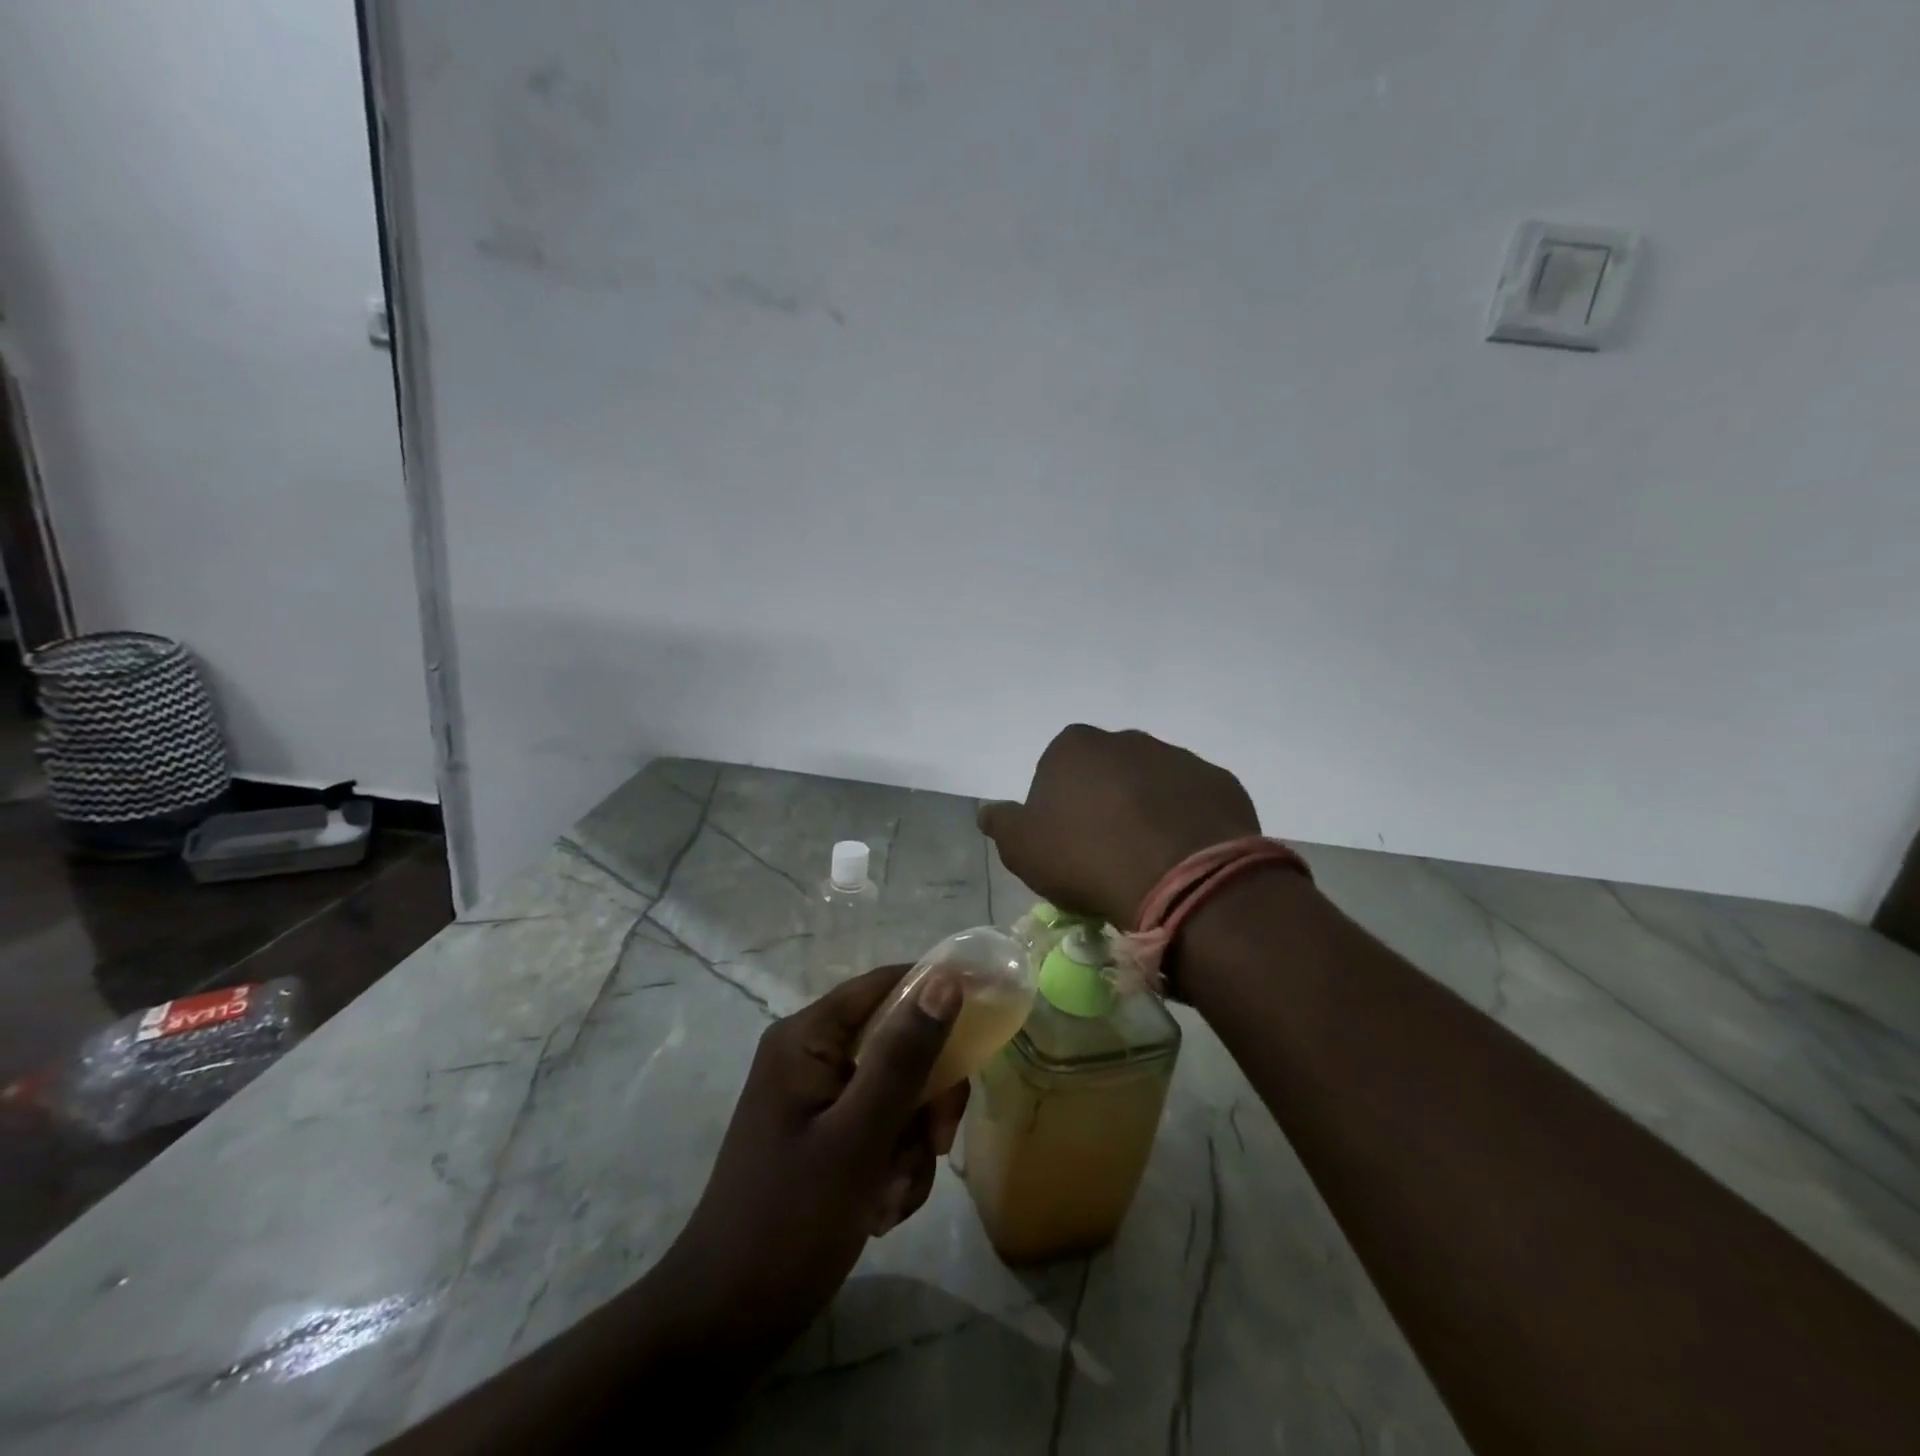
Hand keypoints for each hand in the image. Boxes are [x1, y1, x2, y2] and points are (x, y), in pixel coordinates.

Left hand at [639, 964, 968, 1367]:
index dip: (938, 997)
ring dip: (912, 1143)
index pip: (887, 985)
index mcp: (808, 1037)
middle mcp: (811, 1055)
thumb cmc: (790, 1222)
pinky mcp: (823, 1136)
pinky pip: (881, 1128)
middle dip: (925, 1099)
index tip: (984, 1032)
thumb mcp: (859, 1138)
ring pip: (898, 1092)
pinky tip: (880, 1210)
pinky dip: (893, 1165)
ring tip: (893, 1196)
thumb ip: (904, 1057)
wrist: (723, 1323)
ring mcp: (816, 1098)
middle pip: (899, 1043)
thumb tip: (945, 980)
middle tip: (937, 1144)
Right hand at [979, 724, 1260, 928]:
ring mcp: (1178, 757)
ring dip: (1147, 810)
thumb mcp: (1023, 850)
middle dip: (1104, 803)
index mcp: (1074, 747)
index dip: (1057, 808)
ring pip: (1152, 784)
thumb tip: (988, 810)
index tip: (1065, 844)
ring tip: (1148, 859)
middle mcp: (1126, 740)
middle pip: (1106, 772)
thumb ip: (1002, 824)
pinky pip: (1193, 801)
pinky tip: (1182, 856)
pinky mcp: (1219, 782)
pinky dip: (1185, 821)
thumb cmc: (1087, 859)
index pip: (1056, 770)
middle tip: (1105, 852)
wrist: (1182, 878)